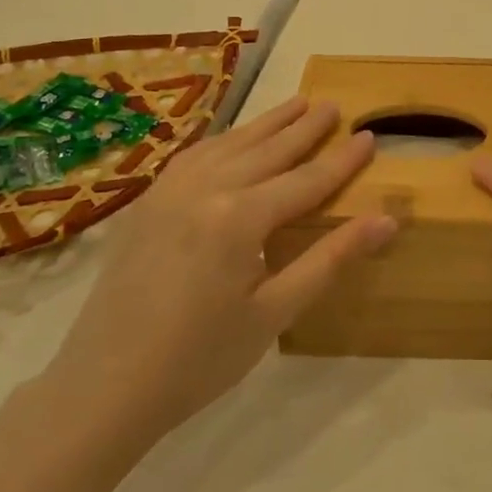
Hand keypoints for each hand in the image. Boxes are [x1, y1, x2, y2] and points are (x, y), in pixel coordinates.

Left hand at [39, 97, 395, 461]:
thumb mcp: (274, 313)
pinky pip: (194, 156)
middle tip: (334, 105)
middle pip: (268, 151)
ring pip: (230, 144)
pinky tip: (235, 138)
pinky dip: (224, 139)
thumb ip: (330, 259)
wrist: (104, 387)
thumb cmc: (200, 359)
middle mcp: (205, 189)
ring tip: (296, 103)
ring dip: (267, 124)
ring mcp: (169, 191)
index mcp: (240, 217)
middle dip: (305, 128)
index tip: (368, 135)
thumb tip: (386, 220)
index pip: (306, 180)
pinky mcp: (147, 204)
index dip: (341, 160)